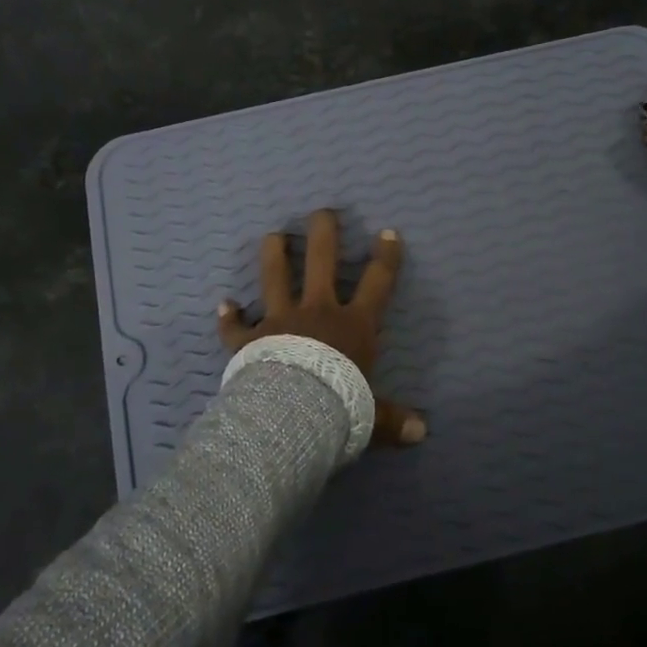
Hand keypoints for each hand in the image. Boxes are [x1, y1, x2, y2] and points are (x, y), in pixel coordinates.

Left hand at [218, 209, 426, 445]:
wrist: (292, 415)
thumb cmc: (340, 407)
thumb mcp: (373, 415)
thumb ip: (395, 419)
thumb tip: (424, 434)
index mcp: (353, 326)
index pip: (378, 283)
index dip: (386, 257)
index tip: (388, 233)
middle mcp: (317, 312)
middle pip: (321, 261)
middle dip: (323, 233)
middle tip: (322, 213)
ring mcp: (280, 320)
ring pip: (275, 277)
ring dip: (273, 254)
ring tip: (273, 235)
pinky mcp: (249, 340)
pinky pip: (235, 326)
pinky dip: (229, 316)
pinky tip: (223, 304)